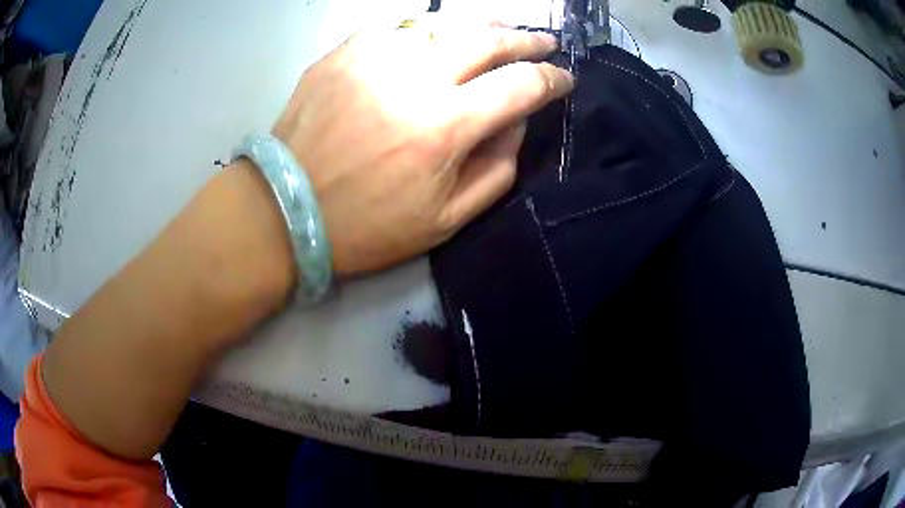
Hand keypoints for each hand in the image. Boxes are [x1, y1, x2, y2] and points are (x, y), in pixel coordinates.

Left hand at [273, 18, 573, 275]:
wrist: (284, 210)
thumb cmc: (365, 226)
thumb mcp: (445, 221)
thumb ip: (496, 170)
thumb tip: (515, 123)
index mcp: (445, 126)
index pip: (520, 86)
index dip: (551, 79)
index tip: (564, 79)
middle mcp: (415, 78)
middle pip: (488, 40)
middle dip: (525, 40)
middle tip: (543, 41)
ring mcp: (375, 57)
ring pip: (445, 23)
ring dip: (482, 25)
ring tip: (500, 28)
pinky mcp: (344, 52)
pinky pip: (399, 28)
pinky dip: (428, 30)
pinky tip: (437, 38)